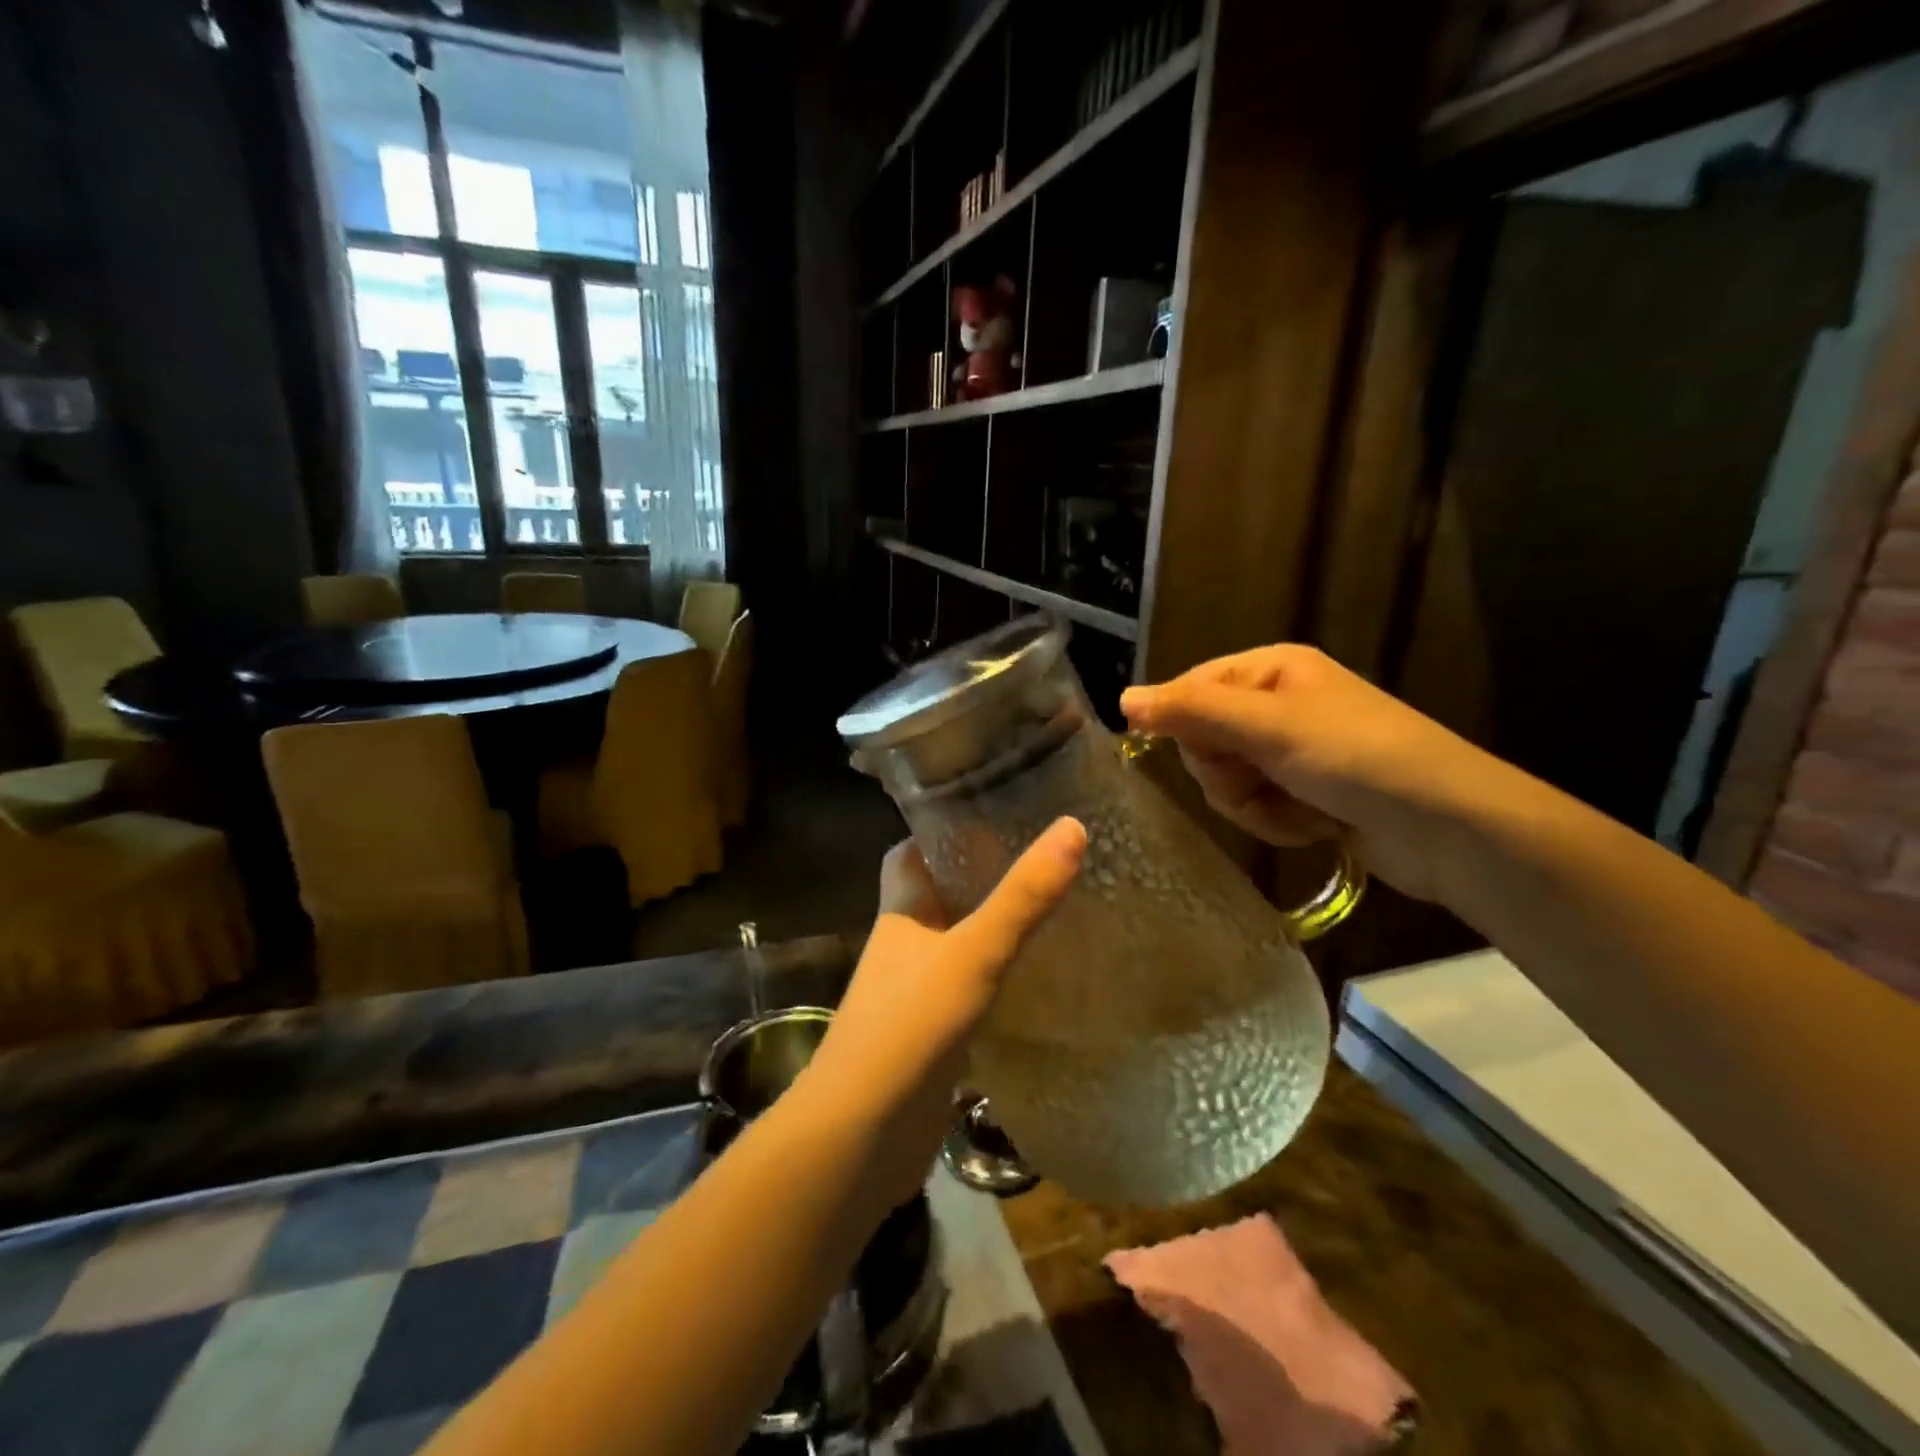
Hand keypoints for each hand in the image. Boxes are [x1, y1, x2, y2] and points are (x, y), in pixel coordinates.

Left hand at [803, 818, 1086, 1203]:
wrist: (861, 1135)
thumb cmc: (910, 1025)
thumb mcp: (975, 952)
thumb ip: (1023, 897)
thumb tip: (1072, 826)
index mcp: (902, 912)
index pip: (910, 852)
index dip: (941, 829)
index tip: (992, 814)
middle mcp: (903, 946)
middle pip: (939, 896)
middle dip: (980, 878)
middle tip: (1039, 862)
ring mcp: (914, 993)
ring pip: (956, 945)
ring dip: (991, 931)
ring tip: (1050, 912)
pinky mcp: (931, 1036)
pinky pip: (968, 992)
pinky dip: (996, 981)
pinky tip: (1037, 981)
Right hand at [1120, 646, 1531, 905]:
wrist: (1450, 829)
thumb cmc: (1359, 759)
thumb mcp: (1270, 727)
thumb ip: (1193, 712)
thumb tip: (1123, 699)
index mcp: (1270, 670)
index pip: (1189, 691)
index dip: (1186, 727)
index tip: (1209, 756)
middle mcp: (1275, 704)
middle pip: (1203, 740)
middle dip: (1229, 773)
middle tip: (1266, 779)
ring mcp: (1289, 751)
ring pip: (1225, 780)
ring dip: (1254, 804)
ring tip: (1300, 809)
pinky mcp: (1302, 793)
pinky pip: (1254, 807)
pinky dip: (1276, 822)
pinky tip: (1313, 826)